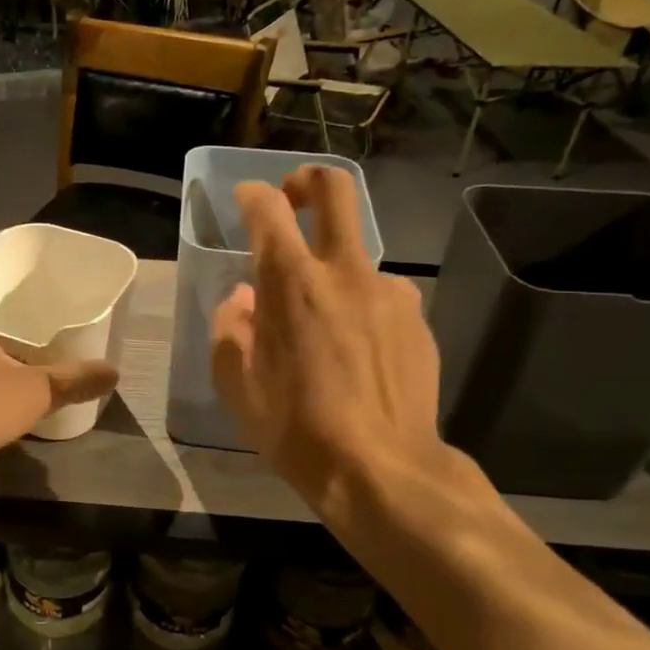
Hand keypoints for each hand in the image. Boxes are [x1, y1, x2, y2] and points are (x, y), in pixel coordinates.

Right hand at [209, 166, 449, 516]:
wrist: (380, 469)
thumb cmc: (294, 427)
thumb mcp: (235, 382)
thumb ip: (231, 326)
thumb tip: (244, 298)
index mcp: (291, 283)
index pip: (268, 209)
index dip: (252, 194)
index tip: (245, 199)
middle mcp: (345, 272)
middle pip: (336, 190)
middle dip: (309, 180)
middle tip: (293, 197)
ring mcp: (389, 293)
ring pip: (360, 253)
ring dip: (335, 268)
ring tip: (324, 321)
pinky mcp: (417, 320)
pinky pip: (383, 296)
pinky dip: (363, 307)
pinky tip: (358, 351)